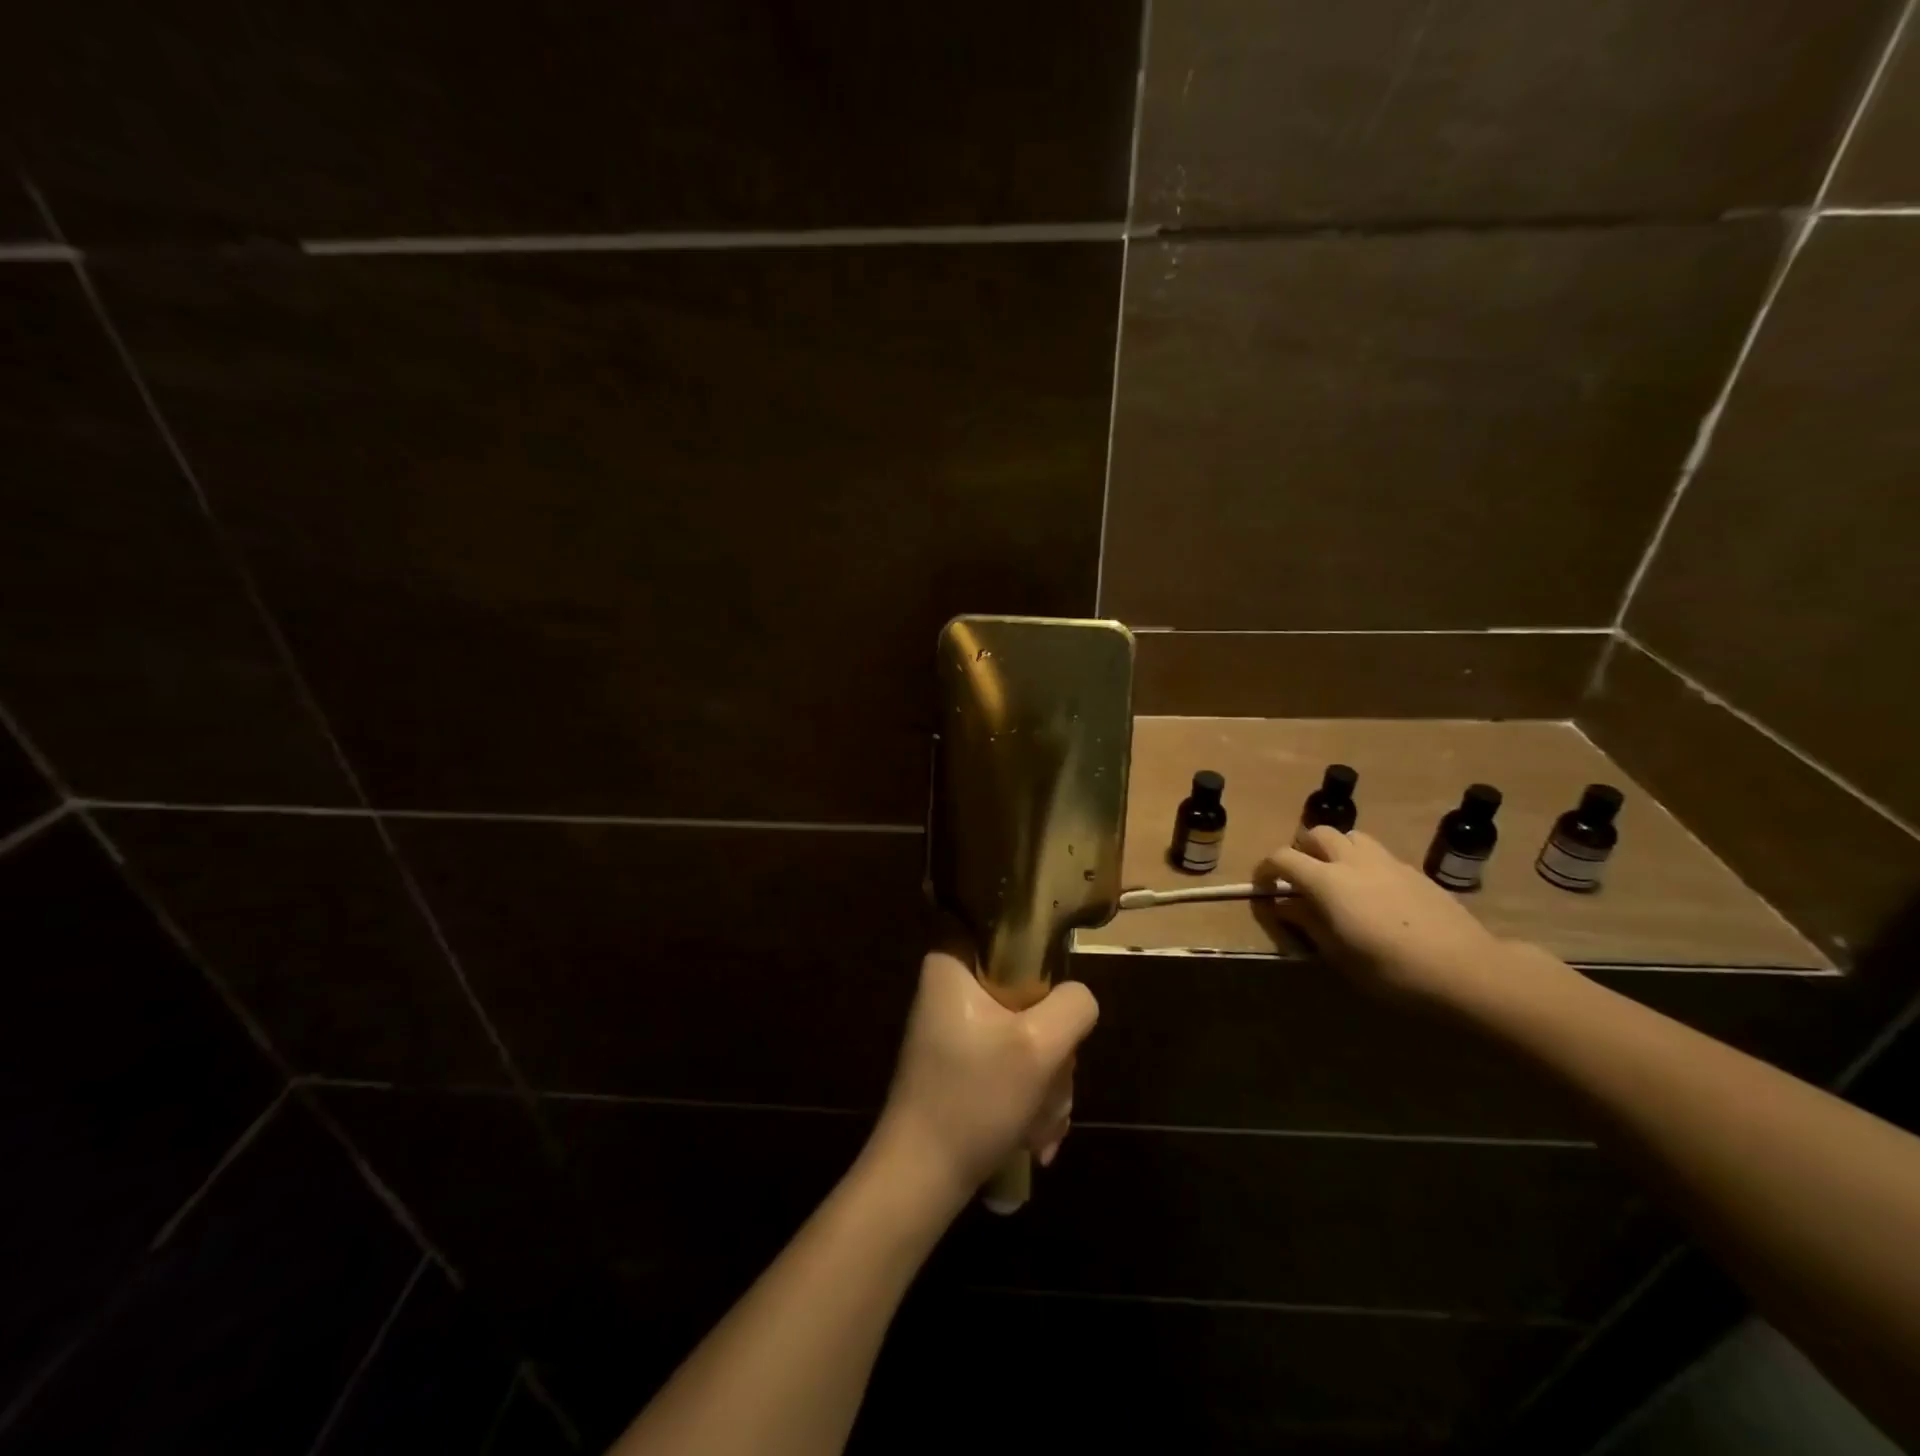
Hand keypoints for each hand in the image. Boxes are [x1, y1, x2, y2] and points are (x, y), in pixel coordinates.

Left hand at [870, 951, 1098, 1204]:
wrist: (922, 1179)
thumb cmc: (974, 1099)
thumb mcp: (1039, 1046)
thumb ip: (1073, 1005)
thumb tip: (1077, 999)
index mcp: (951, 964)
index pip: (1001, 927)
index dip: (1037, 954)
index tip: (1053, 995)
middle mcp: (950, 988)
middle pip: (1026, 990)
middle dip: (1051, 1047)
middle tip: (1051, 1082)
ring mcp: (956, 1028)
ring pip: (1026, 1032)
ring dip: (1046, 1080)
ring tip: (1040, 1124)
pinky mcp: (963, 1063)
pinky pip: (1012, 1061)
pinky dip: (1029, 1096)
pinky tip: (1033, 1135)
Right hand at [1256, 827, 1511, 1003]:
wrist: (1467, 971)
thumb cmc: (1391, 970)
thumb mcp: (1338, 954)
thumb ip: (1307, 922)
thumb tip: (1284, 905)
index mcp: (1327, 880)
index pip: (1283, 857)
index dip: (1266, 868)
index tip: (1263, 887)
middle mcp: (1353, 861)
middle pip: (1318, 834)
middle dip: (1302, 850)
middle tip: (1301, 879)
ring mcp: (1388, 862)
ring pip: (1351, 837)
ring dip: (1336, 850)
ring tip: (1338, 880)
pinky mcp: (1415, 872)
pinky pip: (1379, 855)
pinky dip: (1364, 864)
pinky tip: (1375, 896)